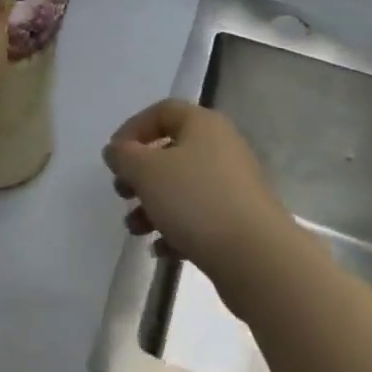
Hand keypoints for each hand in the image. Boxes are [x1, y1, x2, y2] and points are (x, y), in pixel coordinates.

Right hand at [102, 100, 299, 301]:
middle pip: (171, 151)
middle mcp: (221, 147)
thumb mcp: (147, 172)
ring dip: (153, 205)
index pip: (162, 112)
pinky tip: (160, 249)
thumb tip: (116, 150)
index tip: (113, 157)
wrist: (258, 259)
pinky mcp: (239, 221)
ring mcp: (233, 185)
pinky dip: (176, 229)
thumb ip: (124, 156)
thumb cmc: (197, 201)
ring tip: (135, 228)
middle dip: (140, 174)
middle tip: (122, 194)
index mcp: (203, 124)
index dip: (133, 130)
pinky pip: (199, 217)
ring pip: (182, 187)